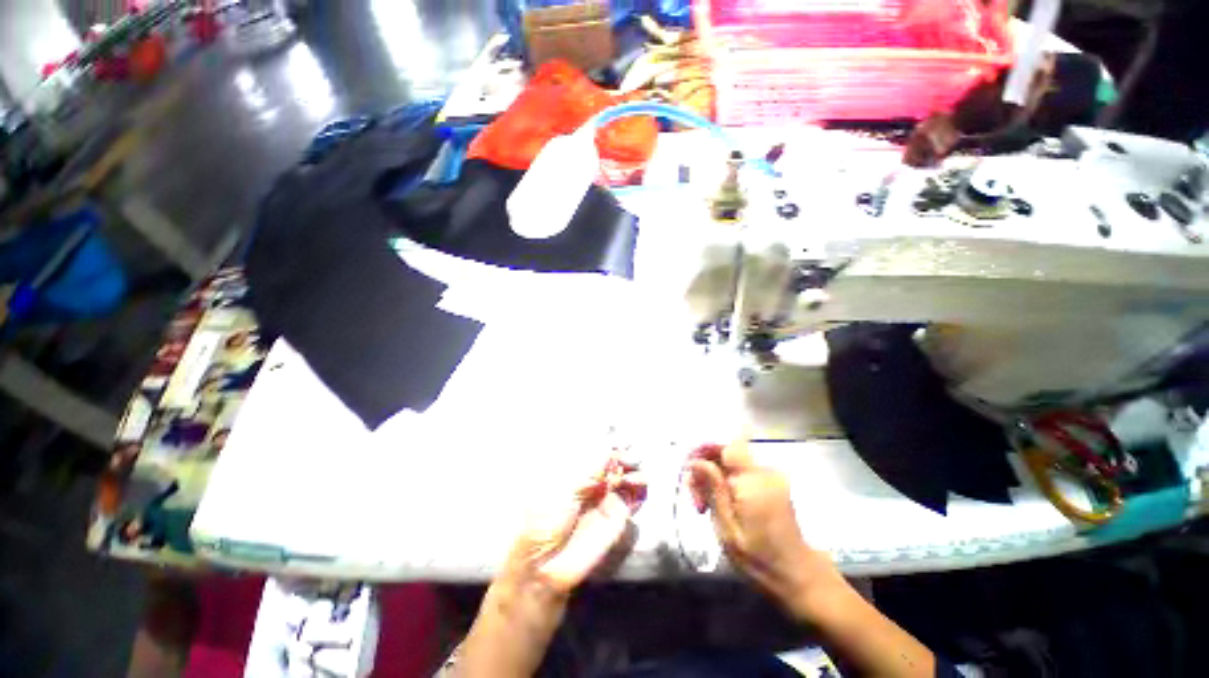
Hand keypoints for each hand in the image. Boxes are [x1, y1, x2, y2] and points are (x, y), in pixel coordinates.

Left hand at [456, 459, 645, 677]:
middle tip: (631, 460)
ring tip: (637, 475)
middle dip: (626, 458)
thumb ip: (591, 468)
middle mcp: (593, 482)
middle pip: (616, 462)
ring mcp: (606, 499)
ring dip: (635, 472)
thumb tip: (610, 446)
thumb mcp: (566, 489)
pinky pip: (632, 501)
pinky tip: (639, 489)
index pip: (599, 452)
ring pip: (627, 478)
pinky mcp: (617, 519)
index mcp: (576, 471)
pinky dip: (640, 492)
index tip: (622, 444)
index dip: (612, 446)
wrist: (544, 568)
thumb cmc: (546, 520)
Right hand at [688, 442, 841, 616]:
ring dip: (714, 477)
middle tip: (695, 499)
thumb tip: (696, 461)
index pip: (729, 446)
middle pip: (726, 452)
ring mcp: (772, 476)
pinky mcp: (773, 482)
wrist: (798, 575)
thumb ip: (713, 490)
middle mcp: (765, 472)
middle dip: (706, 468)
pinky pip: (742, 471)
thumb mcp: (727, 530)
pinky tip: (720, 504)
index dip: (707, 449)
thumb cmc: (759, 560)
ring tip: (704, 505)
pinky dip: (727, 482)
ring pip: (731, 462)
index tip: (692, 469)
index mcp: (754, 483)